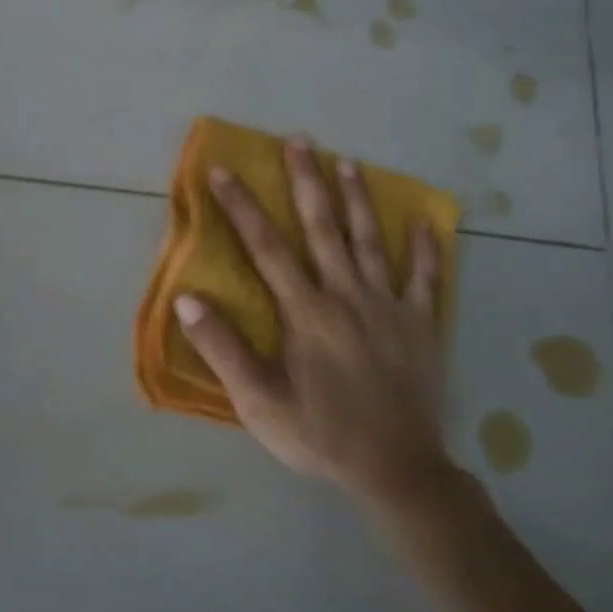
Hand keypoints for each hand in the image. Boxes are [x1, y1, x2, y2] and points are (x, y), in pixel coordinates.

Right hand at [174, 137, 453, 506]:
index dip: (242, 207)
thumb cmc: (320, 435)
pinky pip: (425, 278)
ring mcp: (389, 306)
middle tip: (299, 140)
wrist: (397, 471)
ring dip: (357, 198)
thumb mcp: (259, 402)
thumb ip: (223, 348)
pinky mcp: (422, 324)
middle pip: (323, 228)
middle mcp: (346, 296)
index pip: (266, 247)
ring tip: (347, 162)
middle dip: (306, 181)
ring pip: (371, 240)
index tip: (223, 172)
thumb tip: (187, 298)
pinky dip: (425, 247)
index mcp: (305, 312)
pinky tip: (424, 220)